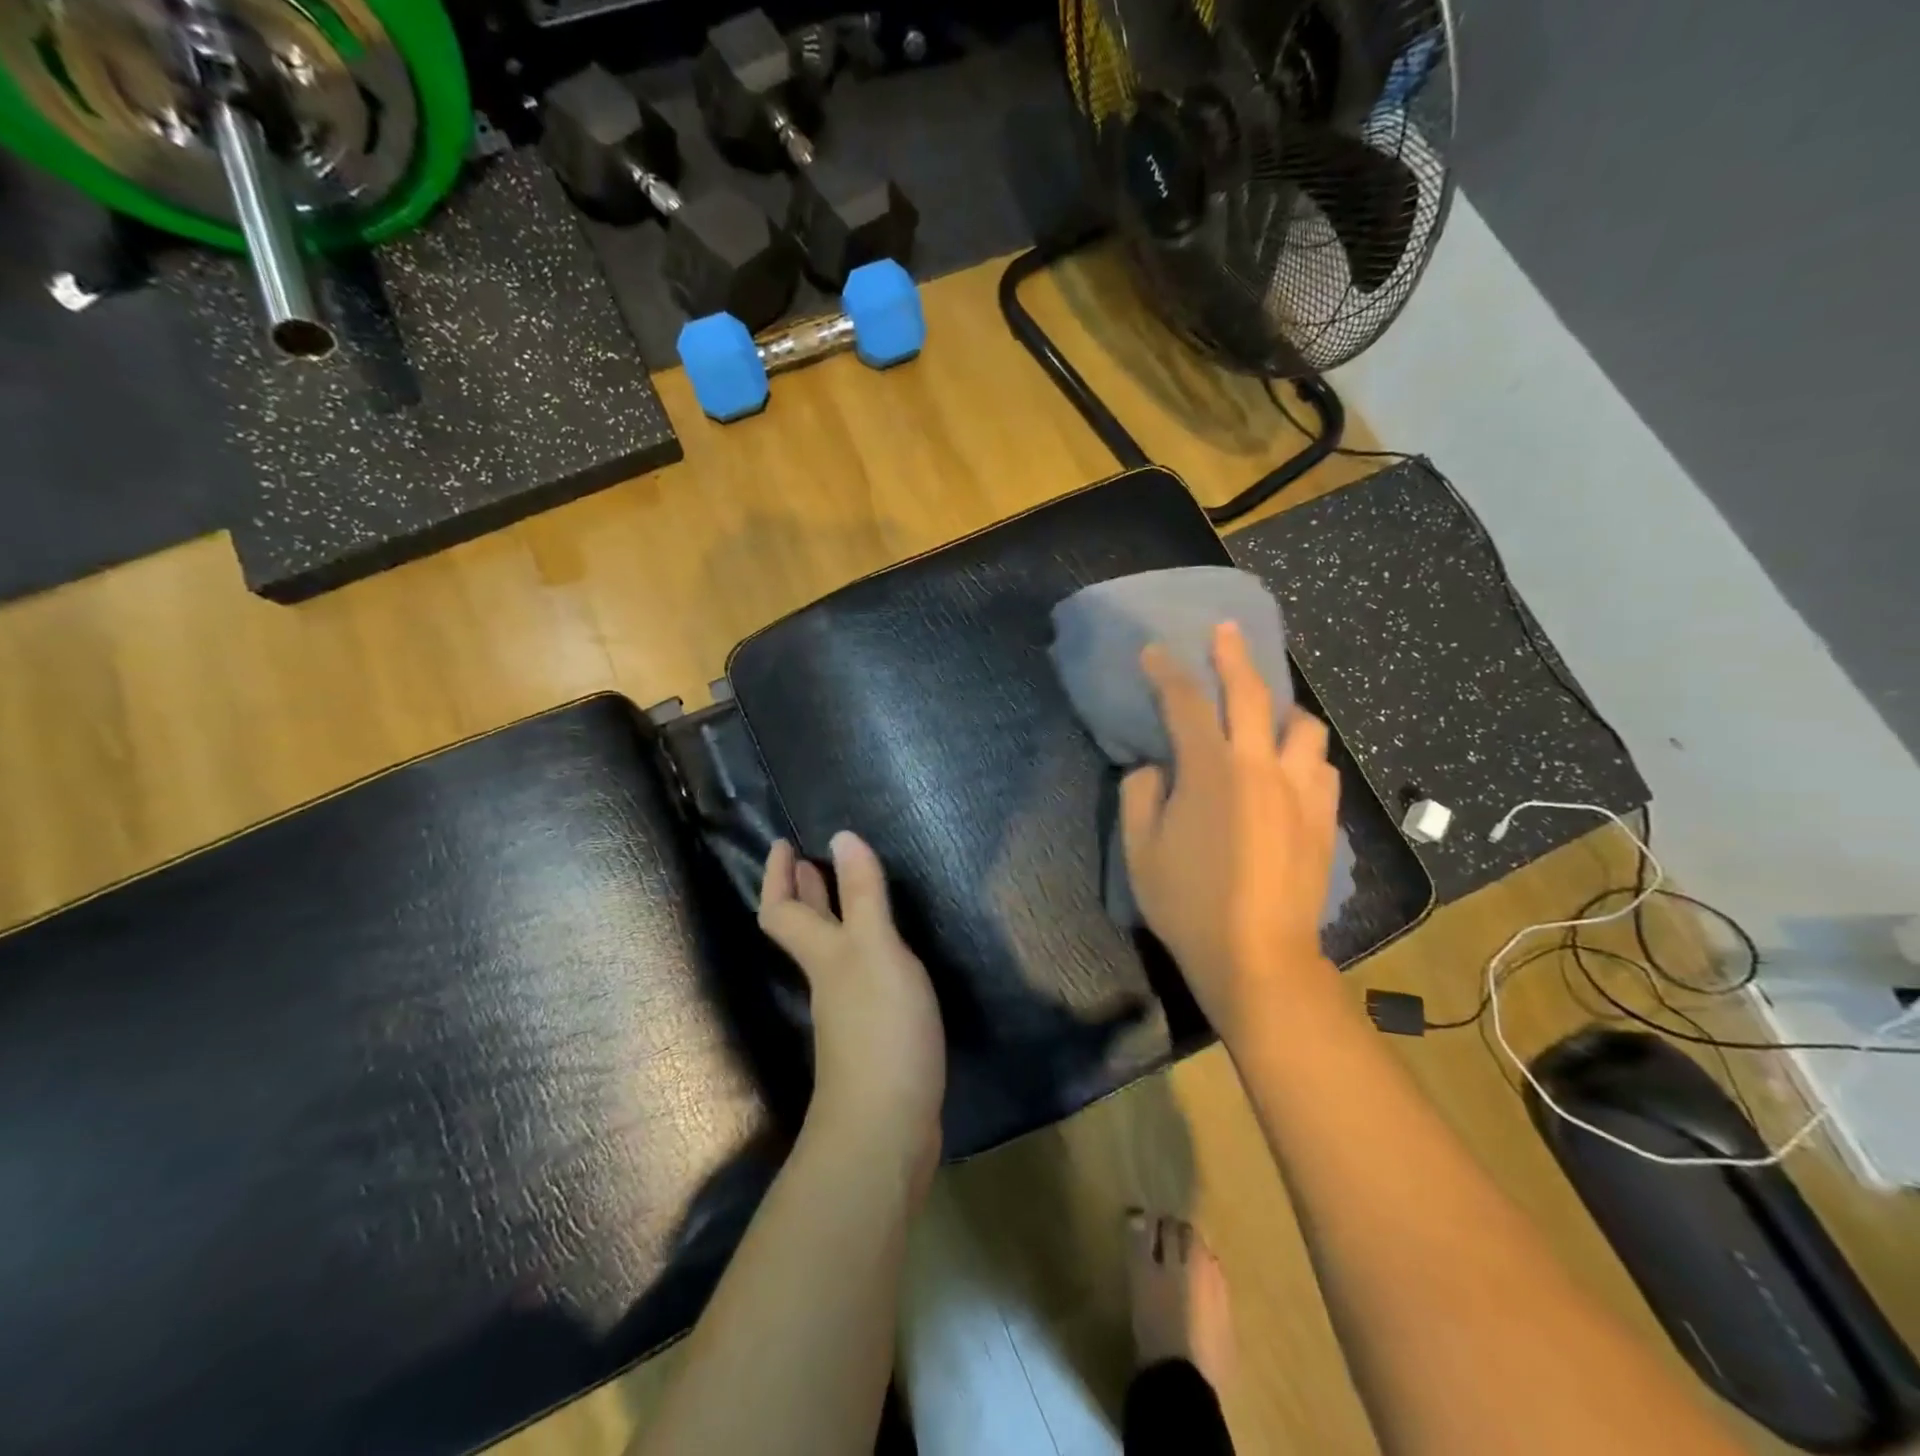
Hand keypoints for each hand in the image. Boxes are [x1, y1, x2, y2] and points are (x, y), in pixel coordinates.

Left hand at [759, 833, 946, 1163]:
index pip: (783, 909)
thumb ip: (862, 895)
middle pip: (804, 929)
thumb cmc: (879, 1028)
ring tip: (849, 892)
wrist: (887, 1127)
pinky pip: (860, 975)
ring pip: (831, 952)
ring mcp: (848, 1011)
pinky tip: (887, 952)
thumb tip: (840, 837)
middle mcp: (829, 978)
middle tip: (809, 859)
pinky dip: (863, 950)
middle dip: (803, 891)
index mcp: (823, 954)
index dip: (777, 875)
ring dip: (832, 918)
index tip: (782, 843)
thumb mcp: (875, 950)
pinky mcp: (874, 1035)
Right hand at [1120, 621, 1341, 1040]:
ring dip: (1281, 709)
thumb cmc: (1188, 903)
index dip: (1166, 671)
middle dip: (1233, 656)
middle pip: (1251, 693)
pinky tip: (1289, 768)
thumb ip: (1140, 795)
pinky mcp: (1323, 817)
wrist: (1258, 956)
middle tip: (1225, 631)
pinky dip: (1301, 755)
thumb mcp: (1139, 850)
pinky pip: (1320, 767)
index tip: (1154, 651)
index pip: (1184, 703)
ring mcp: (1300, 791)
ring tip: (1266, 715)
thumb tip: (1155, 768)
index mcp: (1210, 771)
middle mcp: (1260, 767)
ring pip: (1303, 726)